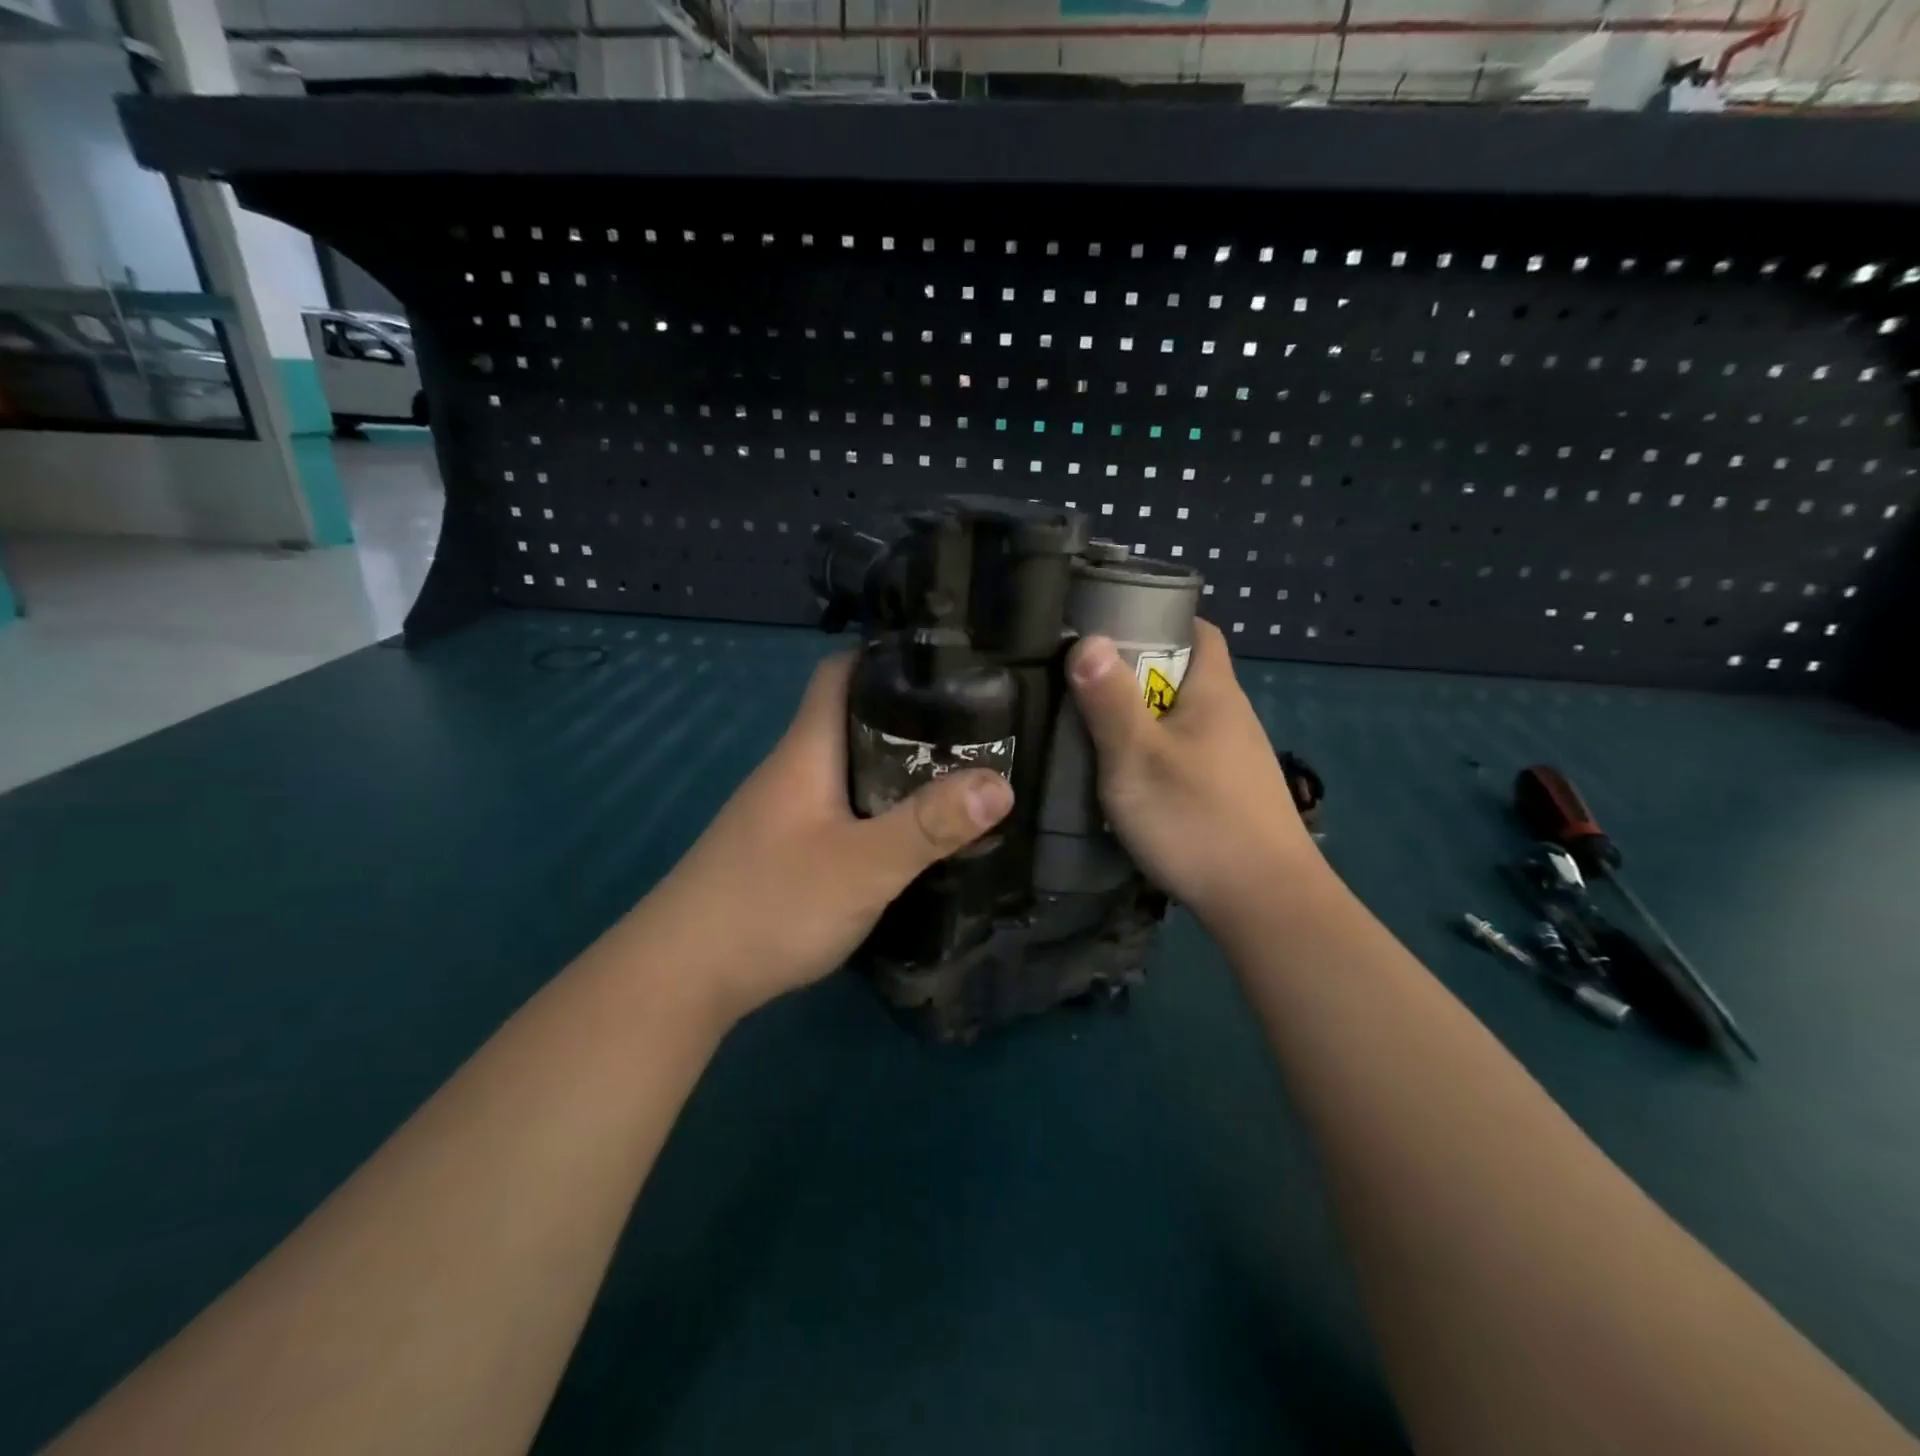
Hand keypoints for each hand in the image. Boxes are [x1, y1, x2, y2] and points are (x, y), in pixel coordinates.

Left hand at [640, 652, 1012, 1026]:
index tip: (951, 665)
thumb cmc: (770, 904)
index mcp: (807, 751)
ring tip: (960, 779)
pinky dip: (881, 811)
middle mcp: (793, 771)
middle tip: (979, 730)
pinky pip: (844, 810)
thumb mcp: (862, 866)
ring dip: (900, 769)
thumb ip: (929, 825)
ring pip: (851, 770)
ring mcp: (785, 813)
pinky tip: (912, 837)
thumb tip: (1000, 783)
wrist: (681, 977)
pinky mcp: (785, 851)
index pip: (842, 672)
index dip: (889, 657)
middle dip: (913, 719)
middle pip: (854, 721)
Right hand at [1066, 620, 1321, 930]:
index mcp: (1214, 691)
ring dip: (1145, 721)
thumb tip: (1087, 638)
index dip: (1156, 620)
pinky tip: (1135, 783)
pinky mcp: (1234, 792)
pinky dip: (1160, 755)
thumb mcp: (1136, 758)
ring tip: (1098, 737)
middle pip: (1184, 674)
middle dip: (1136, 676)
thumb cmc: (1195, 819)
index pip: (1197, 629)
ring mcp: (1236, 757)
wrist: (1265, 901)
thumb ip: (1109, 700)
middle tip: (1085, 691)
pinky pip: (1190, 754)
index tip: (1108, 632)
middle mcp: (1232, 715)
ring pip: (1184, 719)